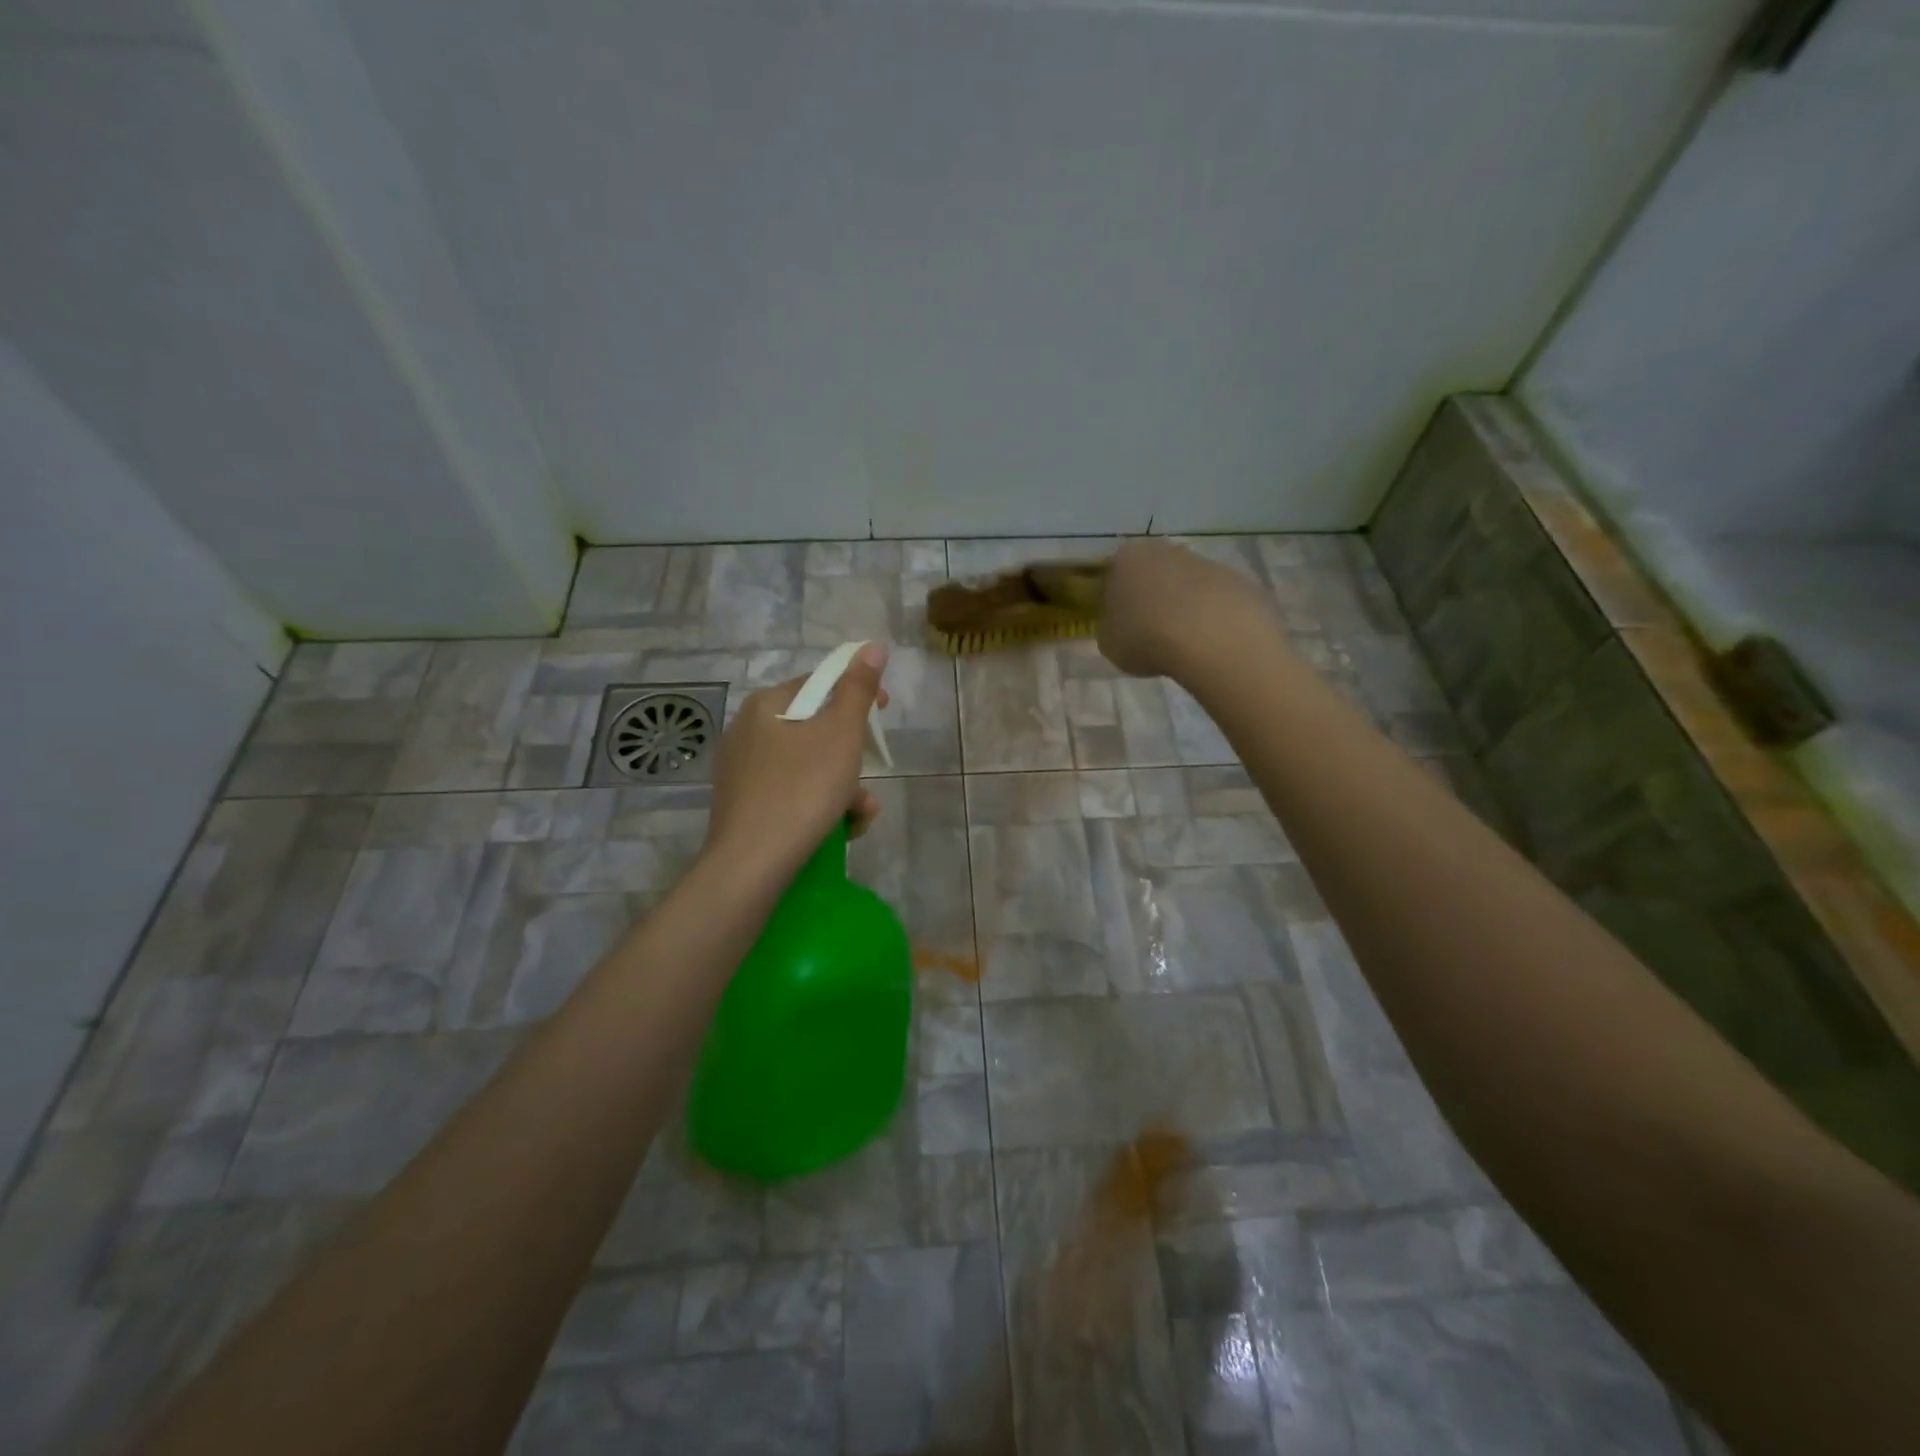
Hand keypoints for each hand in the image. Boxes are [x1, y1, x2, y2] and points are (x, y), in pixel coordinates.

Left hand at [704, 643, 889, 870]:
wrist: (752, 864)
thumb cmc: (802, 789)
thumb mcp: (840, 734)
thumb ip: (858, 689)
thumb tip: (872, 645)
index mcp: (766, 704)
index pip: (819, 683)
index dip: (857, 693)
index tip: (884, 713)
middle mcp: (747, 731)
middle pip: (815, 728)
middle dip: (853, 754)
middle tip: (871, 775)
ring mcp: (742, 770)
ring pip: (807, 765)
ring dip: (843, 785)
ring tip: (861, 815)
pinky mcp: (744, 805)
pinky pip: (791, 791)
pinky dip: (819, 803)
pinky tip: (839, 828)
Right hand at [1098, 540, 1274, 678]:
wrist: (1211, 637)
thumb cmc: (1146, 638)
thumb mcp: (1109, 643)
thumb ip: (1111, 628)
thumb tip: (1122, 625)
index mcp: (1125, 560)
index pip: (1113, 575)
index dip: (1114, 601)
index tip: (1120, 624)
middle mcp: (1163, 550)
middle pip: (1152, 574)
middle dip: (1151, 599)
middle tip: (1150, 633)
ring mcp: (1203, 561)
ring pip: (1185, 585)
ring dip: (1182, 607)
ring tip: (1183, 643)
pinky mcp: (1235, 578)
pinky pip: (1214, 599)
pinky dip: (1210, 616)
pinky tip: (1209, 641)